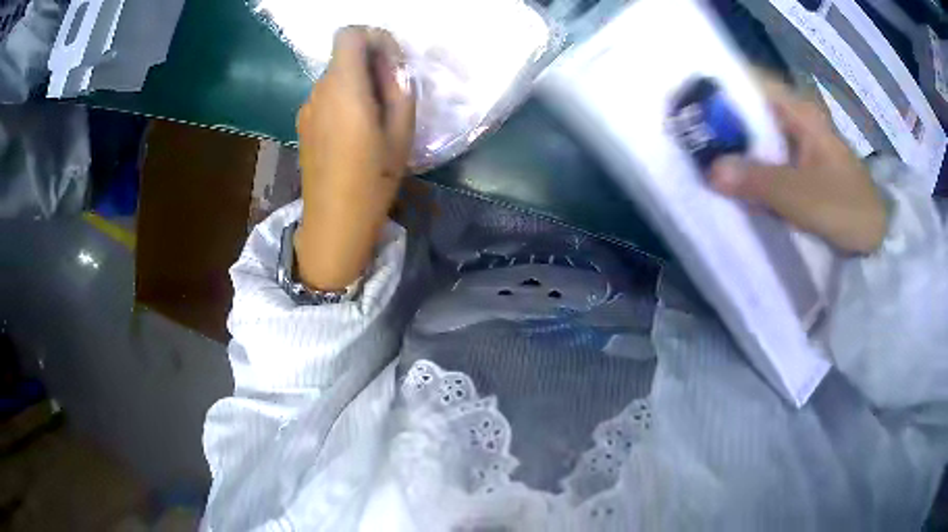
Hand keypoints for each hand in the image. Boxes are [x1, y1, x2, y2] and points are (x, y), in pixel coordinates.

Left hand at [295, 27, 414, 289]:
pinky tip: (355, 132)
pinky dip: (344, 100)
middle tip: (392, 93)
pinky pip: (326, 98)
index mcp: (344, 87)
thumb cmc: (373, 179)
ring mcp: (307, 109)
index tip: (391, 61)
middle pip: (343, 56)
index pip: (349, 35)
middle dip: (370, 62)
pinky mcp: (303, 125)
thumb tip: (392, 65)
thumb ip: (399, 88)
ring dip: (358, 83)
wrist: (334, 222)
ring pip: (335, 77)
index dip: (373, 37)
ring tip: (376, 117)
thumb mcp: (402, 132)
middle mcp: (319, 91)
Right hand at [708, 78, 886, 253]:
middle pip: (750, 110)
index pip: (752, 83)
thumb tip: (710, 172)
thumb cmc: (846, 208)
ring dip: (735, 148)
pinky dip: (750, 168)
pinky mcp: (800, 167)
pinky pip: (767, 159)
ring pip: (757, 136)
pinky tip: (733, 180)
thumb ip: (759, 181)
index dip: (720, 88)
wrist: (876, 239)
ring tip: (703, 159)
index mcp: (799, 112)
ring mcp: (799, 144)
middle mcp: (796, 120)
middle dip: (721, 122)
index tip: (691, 104)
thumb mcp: (803, 196)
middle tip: (690, 138)